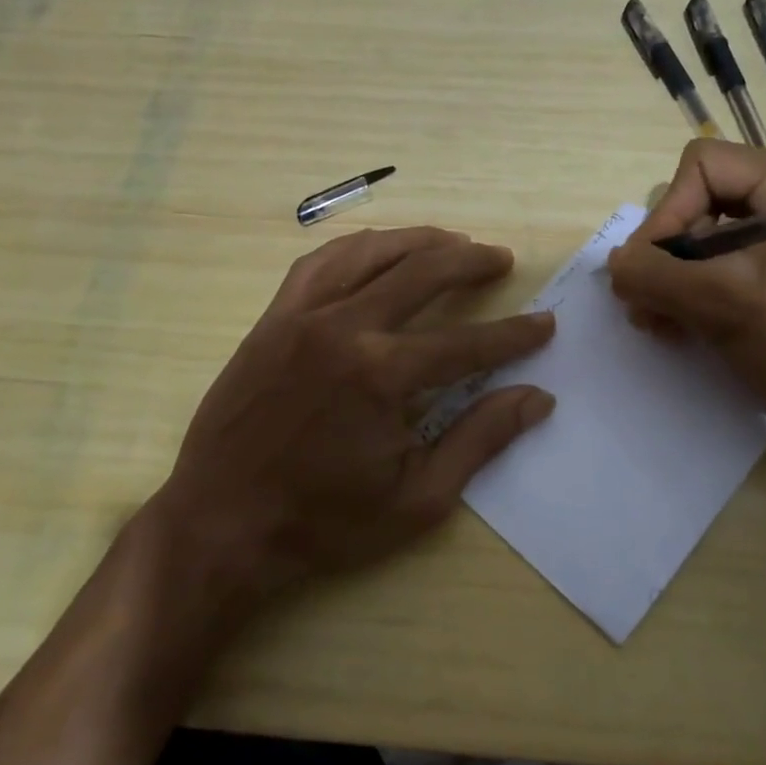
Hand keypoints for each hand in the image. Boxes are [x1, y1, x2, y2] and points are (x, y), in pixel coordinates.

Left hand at [142, 226, 555, 616]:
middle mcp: (343, 328)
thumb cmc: (324, 522)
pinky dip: (358, 247)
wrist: (221, 523)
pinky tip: (378, 249)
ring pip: (371, 253)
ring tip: (452, 241)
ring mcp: (302, 316)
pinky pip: (319, 262)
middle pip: (422, 273)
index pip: (466, 343)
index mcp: (381, 375)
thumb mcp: (418, 498)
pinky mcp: (273, 318)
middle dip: (472, 261)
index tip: (545, 324)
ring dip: (419, 241)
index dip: (514, 334)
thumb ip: (480, 440)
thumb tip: (536, 398)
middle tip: (502, 259)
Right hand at [606, 140, 765, 436]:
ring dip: (674, 279)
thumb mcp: (722, 300)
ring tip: (654, 322)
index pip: (702, 168)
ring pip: (710, 240)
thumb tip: (612, 263)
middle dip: (666, 255)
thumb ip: (654, 274)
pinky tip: (678, 327)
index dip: (666, 214)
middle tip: (641, 302)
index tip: (647, 270)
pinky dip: (698, 293)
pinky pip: (728, 268)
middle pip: (702, 202)